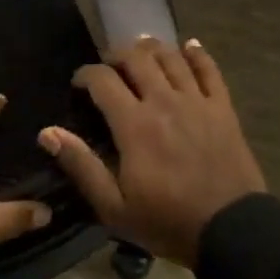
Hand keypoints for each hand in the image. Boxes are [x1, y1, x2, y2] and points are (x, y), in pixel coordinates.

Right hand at [40, 38, 264, 267]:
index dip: (85, 74)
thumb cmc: (167, 222)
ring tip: (141, 51)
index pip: (103, 80)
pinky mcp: (223, 107)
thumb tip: (47, 133)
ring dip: (152, 48)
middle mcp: (164, 101)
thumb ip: (81, 165)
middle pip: (137, 58)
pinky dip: (197, 54)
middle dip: (116, 54)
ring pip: (171, 57)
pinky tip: (189, 47)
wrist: (232, 231)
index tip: (78, 84)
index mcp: (134, 124)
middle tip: (108, 66)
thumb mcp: (114, 207)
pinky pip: (210, 69)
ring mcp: (197, 101)